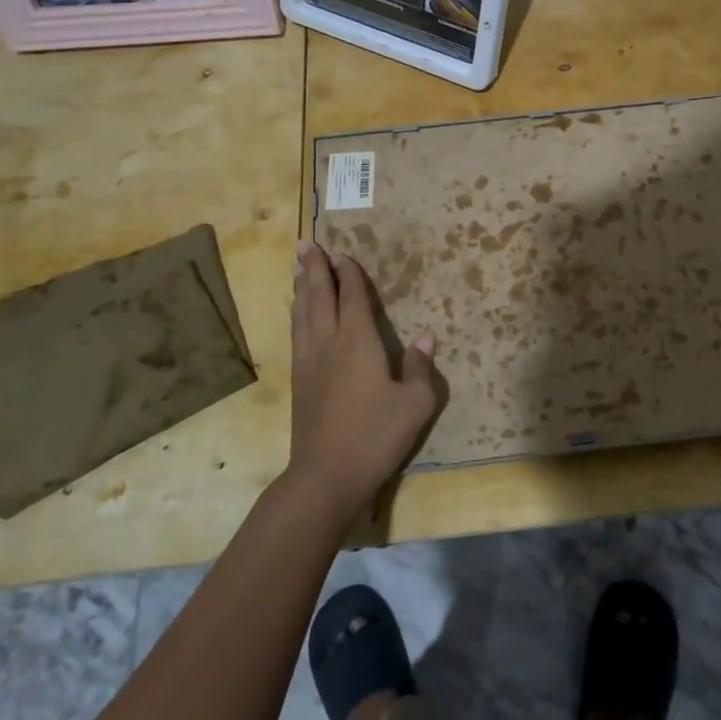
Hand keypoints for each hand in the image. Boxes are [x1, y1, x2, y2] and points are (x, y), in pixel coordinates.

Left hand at [287, 240, 439, 521]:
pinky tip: (297, 313)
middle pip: (318, 296)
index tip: (341, 253)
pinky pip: (296, 333)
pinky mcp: (299, 381)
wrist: (326, 475)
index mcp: (358, 341)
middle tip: (306, 243)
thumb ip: (419, 368)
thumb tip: (424, 340)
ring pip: (302, 312)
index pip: (351, 297)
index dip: (348, 273)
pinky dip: (296, 313)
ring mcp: (309, 362)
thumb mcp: (415, 403)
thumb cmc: (376, 436)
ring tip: (297, 266)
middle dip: (314, 268)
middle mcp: (329, 343)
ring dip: (301, 286)